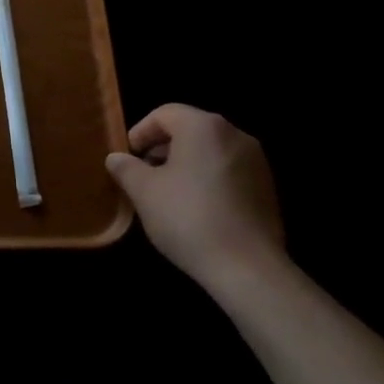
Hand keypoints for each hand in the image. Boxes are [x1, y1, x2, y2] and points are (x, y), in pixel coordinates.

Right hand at [106, 104, 285, 295]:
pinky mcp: (267, 188)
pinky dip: (208, 179)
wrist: (248, 269)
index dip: (140, 132)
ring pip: (210, 150)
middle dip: (162, 148)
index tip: (128, 157)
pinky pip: (228, 170)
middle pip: (189, 129)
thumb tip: (116, 158)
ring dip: (185, 163)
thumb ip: (126, 168)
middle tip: (144, 174)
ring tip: (168, 193)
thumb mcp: (144, 192)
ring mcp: (256, 161)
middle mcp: (234, 134)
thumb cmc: (189, 219)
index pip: (164, 114)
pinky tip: (197, 208)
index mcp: (204, 126)